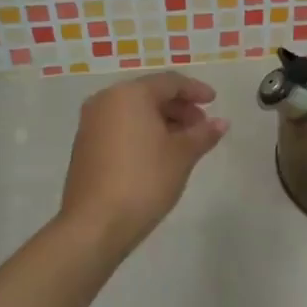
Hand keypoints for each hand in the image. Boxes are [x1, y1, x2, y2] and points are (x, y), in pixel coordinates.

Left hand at [58, 71, 227, 256]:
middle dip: (179, 107)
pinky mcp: (86, 146)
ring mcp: (91, 124)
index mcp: (129, 95)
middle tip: (202, 126)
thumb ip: (203, 134)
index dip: (195, 90)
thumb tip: (221, 122)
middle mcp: (105, 101)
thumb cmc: (145, 180)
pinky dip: (143, 132)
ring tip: (185, 142)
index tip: (214, 102)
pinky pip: (120, 127)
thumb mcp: (182, 155)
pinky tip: (160, 153)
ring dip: (162, 121)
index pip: (169, 82)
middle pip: (149, 94)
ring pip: (134, 112)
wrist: (96, 223)